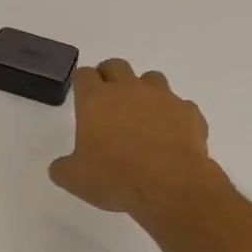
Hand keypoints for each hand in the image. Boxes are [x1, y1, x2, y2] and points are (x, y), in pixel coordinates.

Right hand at [48, 59, 226, 223]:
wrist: (171, 185)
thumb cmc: (115, 178)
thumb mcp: (74, 180)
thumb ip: (63, 168)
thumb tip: (61, 166)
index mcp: (96, 100)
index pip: (84, 75)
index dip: (82, 84)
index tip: (82, 97)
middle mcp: (129, 90)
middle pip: (116, 66)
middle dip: (109, 77)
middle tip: (107, 101)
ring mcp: (163, 98)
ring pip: (151, 79)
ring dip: (143, 91)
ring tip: (141, 117)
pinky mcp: (189, 112)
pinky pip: (179, 106)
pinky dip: (172, 116)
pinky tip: (169, 137)